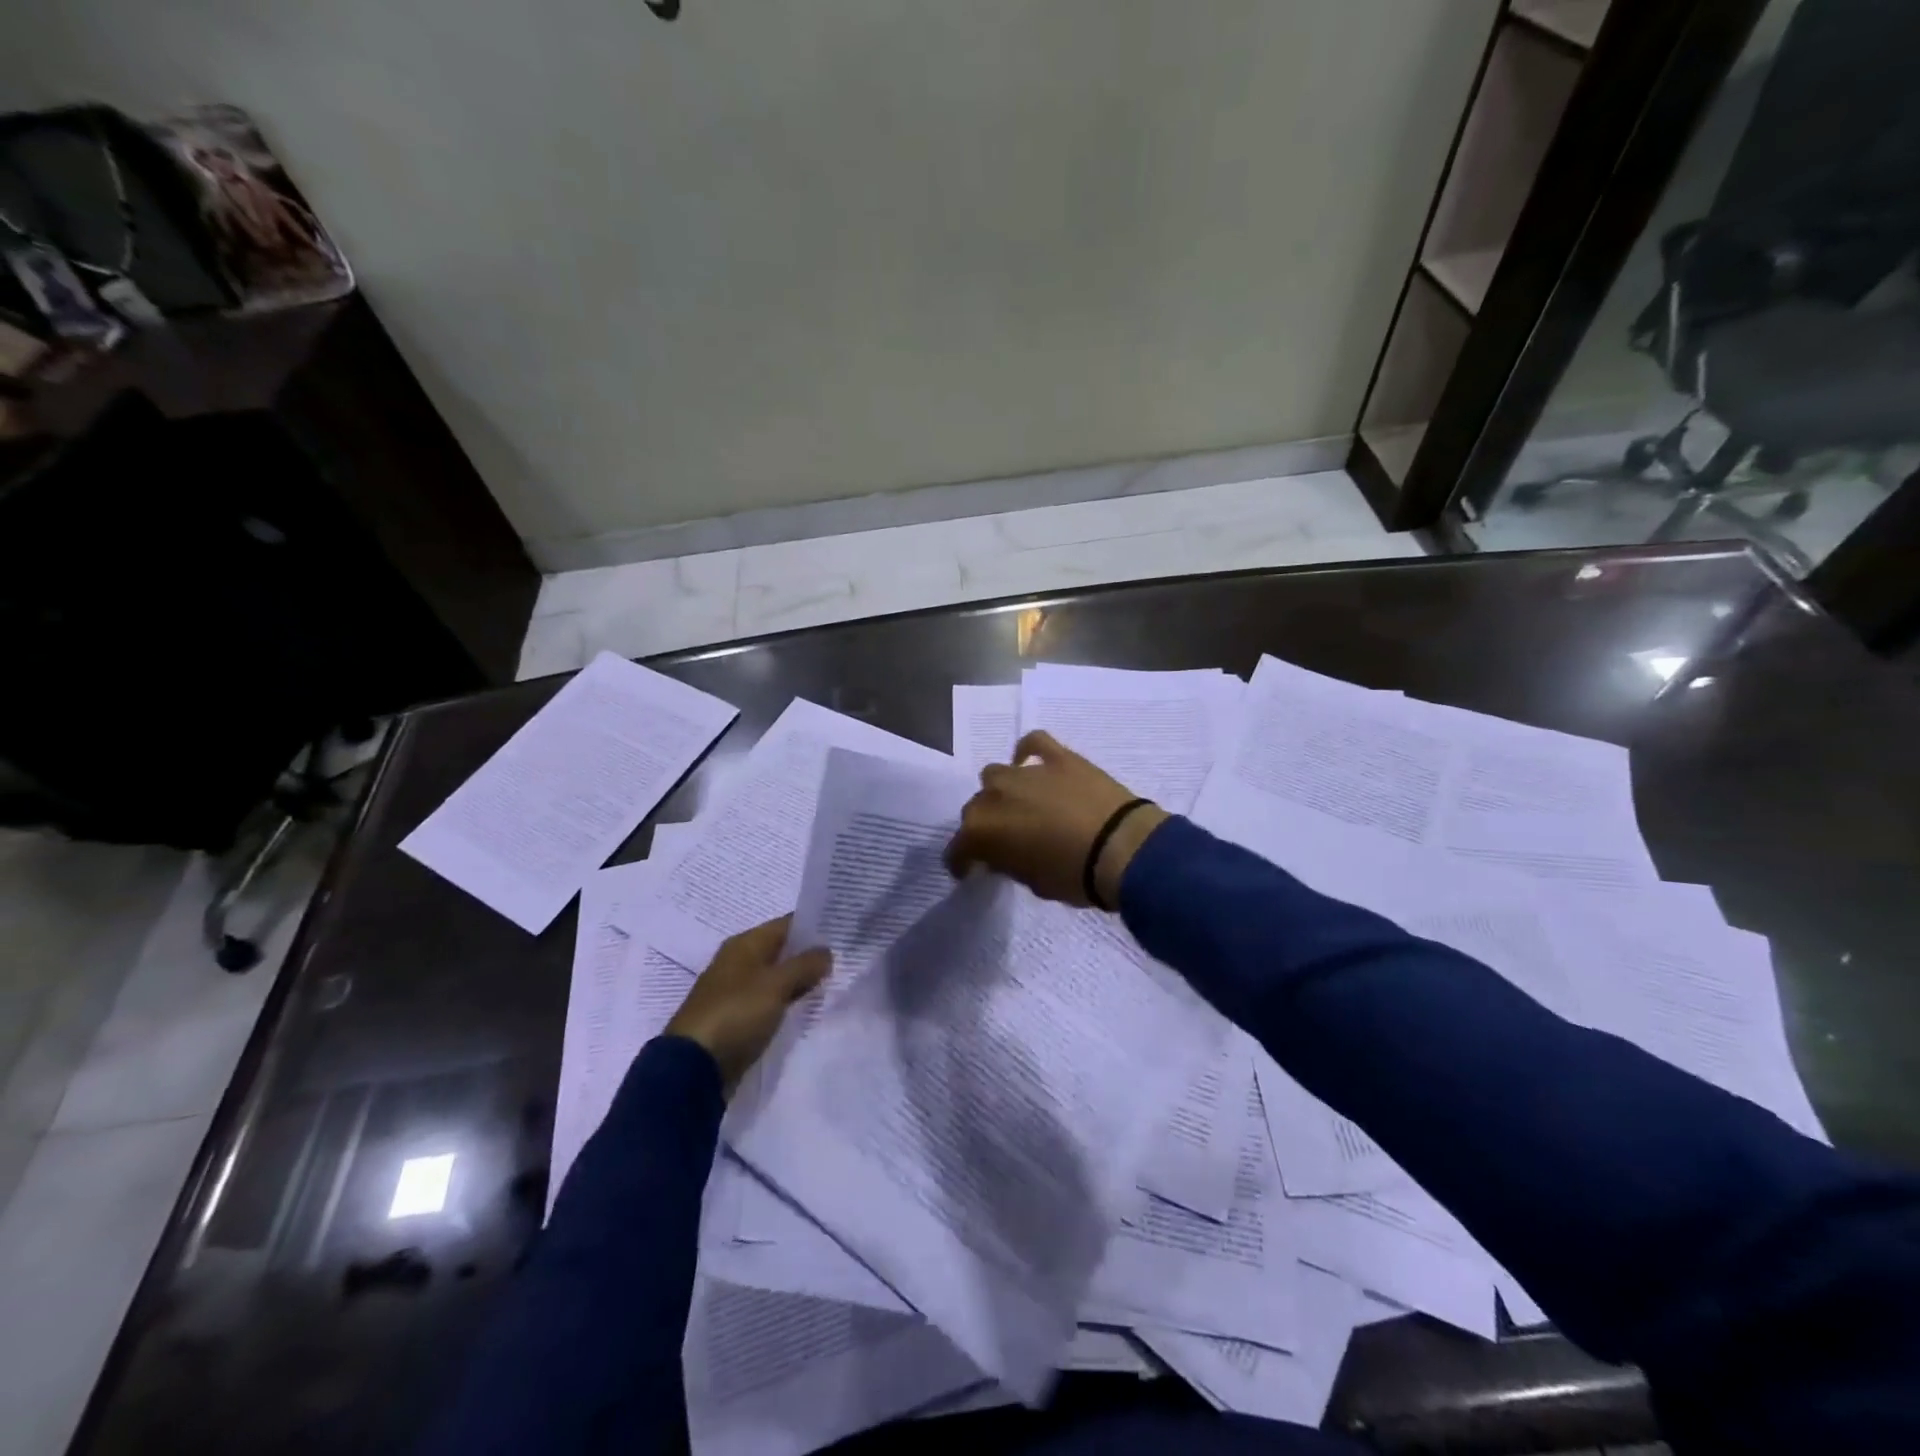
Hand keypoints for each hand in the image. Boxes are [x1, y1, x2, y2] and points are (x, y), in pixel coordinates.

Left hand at [665, 916, 831, 1094]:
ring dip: (800, 982)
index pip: (787, 924)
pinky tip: (809, 1009)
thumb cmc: (736, 1013)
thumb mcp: (776, 985)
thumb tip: (826, 951)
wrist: (694, 1068)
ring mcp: (736, 991)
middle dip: (810, 956)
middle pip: (782, 951)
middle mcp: (739, 962)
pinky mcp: (737, 1019)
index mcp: (745, 944)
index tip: (844, 931)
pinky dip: (787, 1003)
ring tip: (834, 984)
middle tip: (846, 960)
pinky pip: (769, 1002)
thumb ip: (804, 965)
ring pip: (777, 978)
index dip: (815, 926)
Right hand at [944, 730, 1169, 908]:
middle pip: (977, 808)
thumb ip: (1010, 864)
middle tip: (1004, 841)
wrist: (1121, 848)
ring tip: (1020, 805)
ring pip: (997, 776)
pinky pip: (1034, 743)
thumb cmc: (1074, 876)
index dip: (963, 862)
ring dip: (1003, 791)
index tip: (971, 871)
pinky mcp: (1057, 757)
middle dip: (985, 825)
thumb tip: (1005, 855)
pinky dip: (1028, 751)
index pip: (958, 848)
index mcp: (982, 830)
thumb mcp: (1033, 883)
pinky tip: (1032, 762)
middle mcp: (995, 795)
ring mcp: (1025, 771)